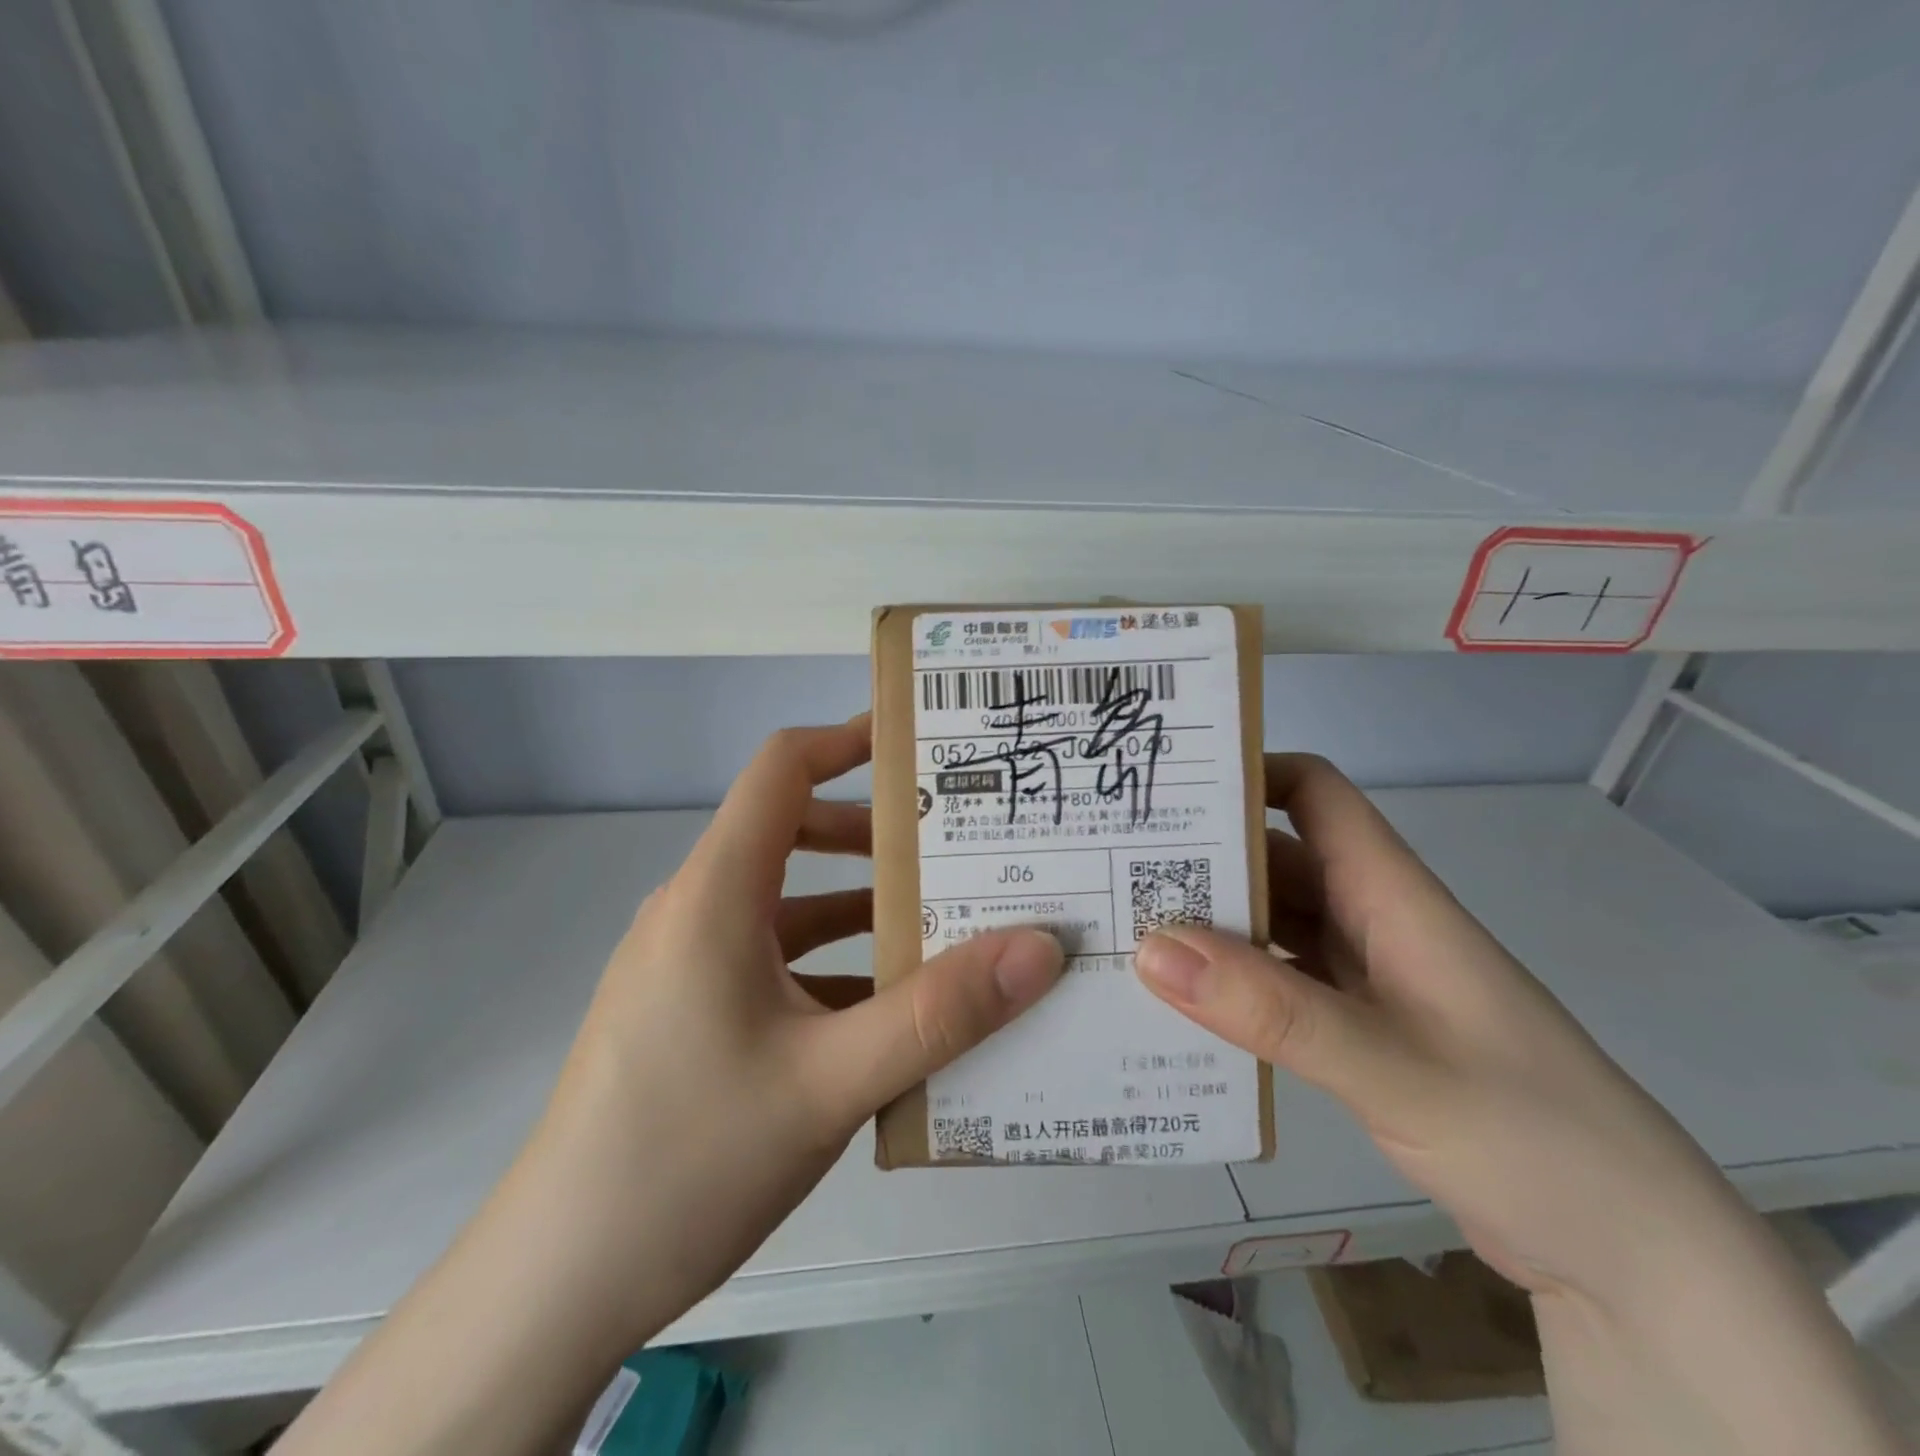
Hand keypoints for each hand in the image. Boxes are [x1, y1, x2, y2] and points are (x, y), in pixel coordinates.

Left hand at [531, 715, 1064, 1338]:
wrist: (555, 1284)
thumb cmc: (688, 1159)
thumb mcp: (830, 1084)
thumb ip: (940, 1015)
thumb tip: (1038, 949)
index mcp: (716, 894)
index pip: (782, 769)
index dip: (849, 739)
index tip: (921, 746)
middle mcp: (697, 910)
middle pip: (793, 834)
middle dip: (877, 837)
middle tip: (959, 849)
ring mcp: (687, 963)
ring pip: (788, 906)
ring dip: (861, 911)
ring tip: (945, 928)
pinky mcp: (689, 1011)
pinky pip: (773, 962)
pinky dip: (832, 967)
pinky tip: (888, 1014)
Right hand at [1133, 752, 1738, 1302]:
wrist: (1635, 1260)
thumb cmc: (1534, 1136)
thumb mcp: (1394, 1068)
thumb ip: (1272, 1010)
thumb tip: (1153, 948)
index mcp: (1392, 896)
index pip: (1315, 793)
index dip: (1247, 772)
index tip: (1166, 786)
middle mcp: (1373, 920)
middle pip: (1276, 857)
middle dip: (1200, 853)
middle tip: (1112, 865)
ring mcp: (1366, 978)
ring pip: (1272, 922)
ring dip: (1208, 923)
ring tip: (1123, 928)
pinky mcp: (1358, 1030)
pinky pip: (1277, 983)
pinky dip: (1230, 983)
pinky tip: (1178, 1004)